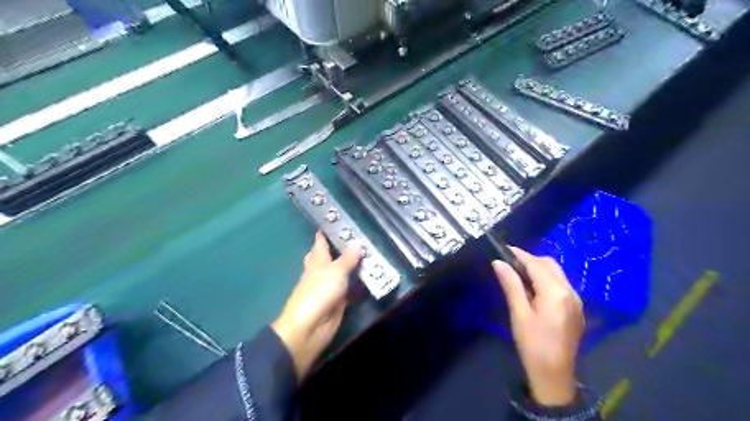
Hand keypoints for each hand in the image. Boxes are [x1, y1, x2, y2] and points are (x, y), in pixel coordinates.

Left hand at [273, 234, 359, 381]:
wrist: (309, 328)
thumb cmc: (318, 293)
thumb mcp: (336, 271)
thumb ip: (348, 258)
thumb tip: (358, 242)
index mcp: (317, 260)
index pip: (321, 242)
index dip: (326, 232)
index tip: (335, 220)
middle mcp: (322, 271)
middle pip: (330, 256)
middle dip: (340, 248)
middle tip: (357, 238)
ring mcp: (330, 287)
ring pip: (342, 272)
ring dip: (353, 265)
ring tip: (370, 254)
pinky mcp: (338, 301)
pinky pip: (350, 288)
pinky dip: (358, 283)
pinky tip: (371, 278)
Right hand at [493, 248, 584, 405]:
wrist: (554, 375)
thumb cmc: (532, 344)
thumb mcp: (519, 313)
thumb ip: (511, 285)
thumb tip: (499, 262)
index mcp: (556, 292)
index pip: (536, 264)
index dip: (519, 254)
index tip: (504, 248)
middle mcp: (570, 291)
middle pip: (550, 264)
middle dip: (530, 259)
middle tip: (509, 263)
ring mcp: (576, 300)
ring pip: (557, 273)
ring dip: (538, 268)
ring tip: (518, 274)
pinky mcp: (576, 308)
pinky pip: (561, 284)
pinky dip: (546, 279)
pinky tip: (533, 289)